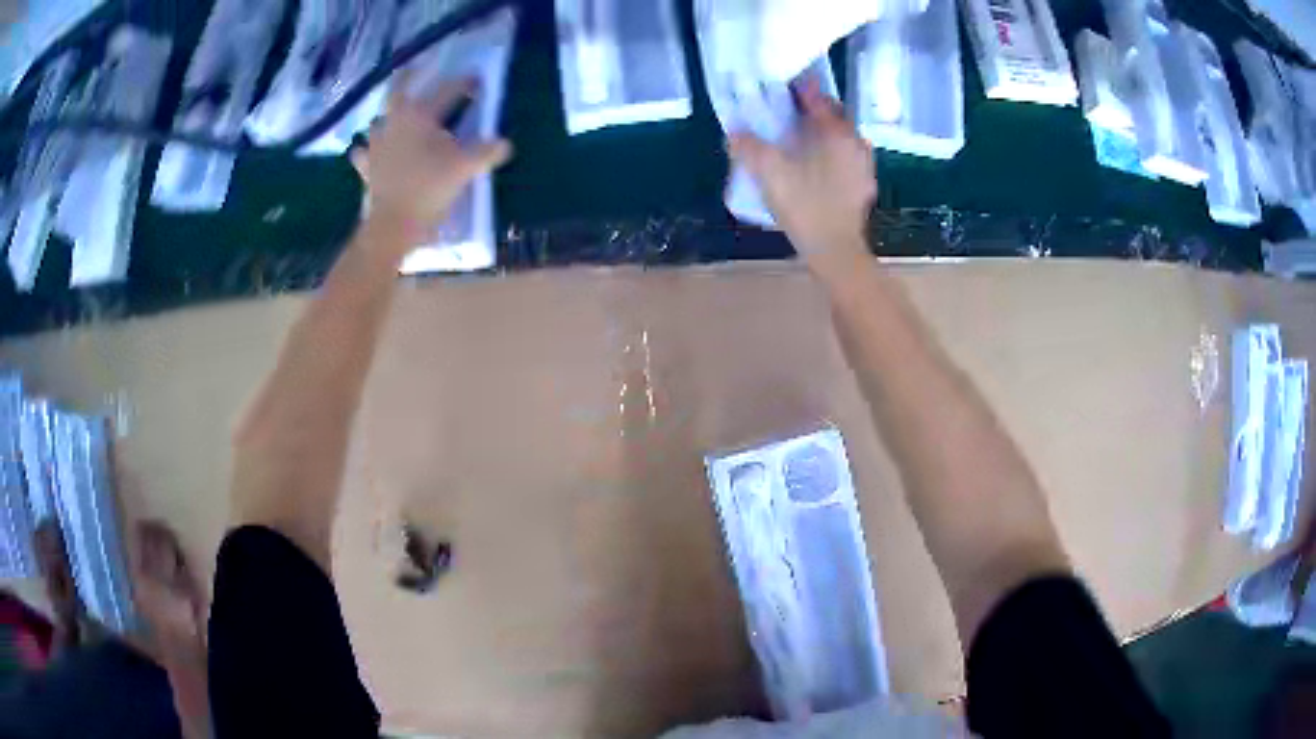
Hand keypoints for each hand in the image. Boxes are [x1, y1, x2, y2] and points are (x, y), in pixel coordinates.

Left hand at [352, 74, 512, 238]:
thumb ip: (486, 152)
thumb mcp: (464, 168)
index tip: (478, 80)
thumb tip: (505, 143)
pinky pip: (364, 153)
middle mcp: (394, 122)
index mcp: (419, 114)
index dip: (466, 84)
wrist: (392, 225)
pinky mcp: (366, 168)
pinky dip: (367, 150)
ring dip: (386, 117)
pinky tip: (368, 152)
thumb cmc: (428, 188)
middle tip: (415, 70)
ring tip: (393, 117)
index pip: (448, 90)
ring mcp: (375, 144)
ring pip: (378, 121)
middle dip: (407, 78)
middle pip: (398, 90)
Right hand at [729, 78, 875, 275]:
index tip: (787, 86)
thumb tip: (734, 131)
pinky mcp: (863, 189)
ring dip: (826, 133)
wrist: (835, 251)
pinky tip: (819, 166)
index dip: (802, 90)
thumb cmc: (805, 205)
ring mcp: (864, 168)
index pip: (819, 100)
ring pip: (844, 139)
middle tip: (793, 111)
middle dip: (816, 110)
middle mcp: (856, 144)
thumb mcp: (769, 173)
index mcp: (837, 133)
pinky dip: (833, 155)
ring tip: (805, 138)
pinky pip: (848, 160)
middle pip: (836, 117)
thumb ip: (749, 147)